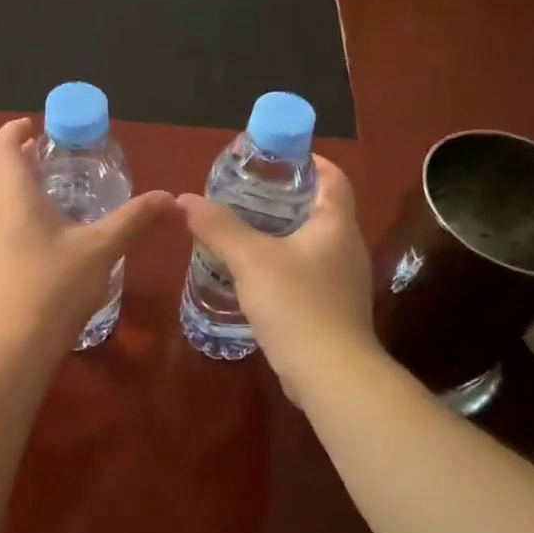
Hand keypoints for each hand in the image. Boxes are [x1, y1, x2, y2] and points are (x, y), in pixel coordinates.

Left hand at [0, 117, 175, 361]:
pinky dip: (9, 229)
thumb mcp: (101, 250)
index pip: (1, 146)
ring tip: (48, 207)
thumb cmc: (55, 288)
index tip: (33, 128)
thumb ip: (134, 219)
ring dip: (14, 197)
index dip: (14, 131)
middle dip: (18, 162)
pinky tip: (34, 255)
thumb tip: (169, 197)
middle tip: (50, 164)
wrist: (9, 351)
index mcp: (12, 196)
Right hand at [177, 156, 379, 406]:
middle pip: (320, 209)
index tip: (274, 158)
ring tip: (243, 231)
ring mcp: (343, 281)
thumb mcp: (250, 259)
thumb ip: (218, 227)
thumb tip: (186, 199)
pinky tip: (254, 275)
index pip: (333, 177)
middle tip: (246, 193)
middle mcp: (347, 248)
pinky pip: (307, 273)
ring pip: (312, 243)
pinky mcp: (333, 309)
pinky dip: (283, 264)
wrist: (330, 375)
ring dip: (281, 233)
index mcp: (336, 225)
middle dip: (285, 197)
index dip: (308, 161)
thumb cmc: (296, 304)